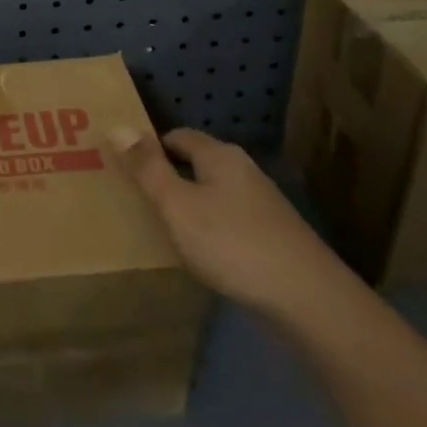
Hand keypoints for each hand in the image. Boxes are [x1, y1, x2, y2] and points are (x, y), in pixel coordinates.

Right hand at [109, 127, 361, 324]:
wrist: (309, 301)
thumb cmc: (233, 244)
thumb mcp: (178, 205)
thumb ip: (147, 168)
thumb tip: (117, 125)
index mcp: (220, 156)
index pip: (177, 136)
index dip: (149, 147)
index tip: (125, 167)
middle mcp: (243, 171)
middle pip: (197, 164)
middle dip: (168, 176)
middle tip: (136, 198)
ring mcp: (263, 206)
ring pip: (214, 195)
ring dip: (189, 206)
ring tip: (162, 228)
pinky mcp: (274, 238)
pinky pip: (229, 222)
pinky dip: (210, 230)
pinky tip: (201, 255)